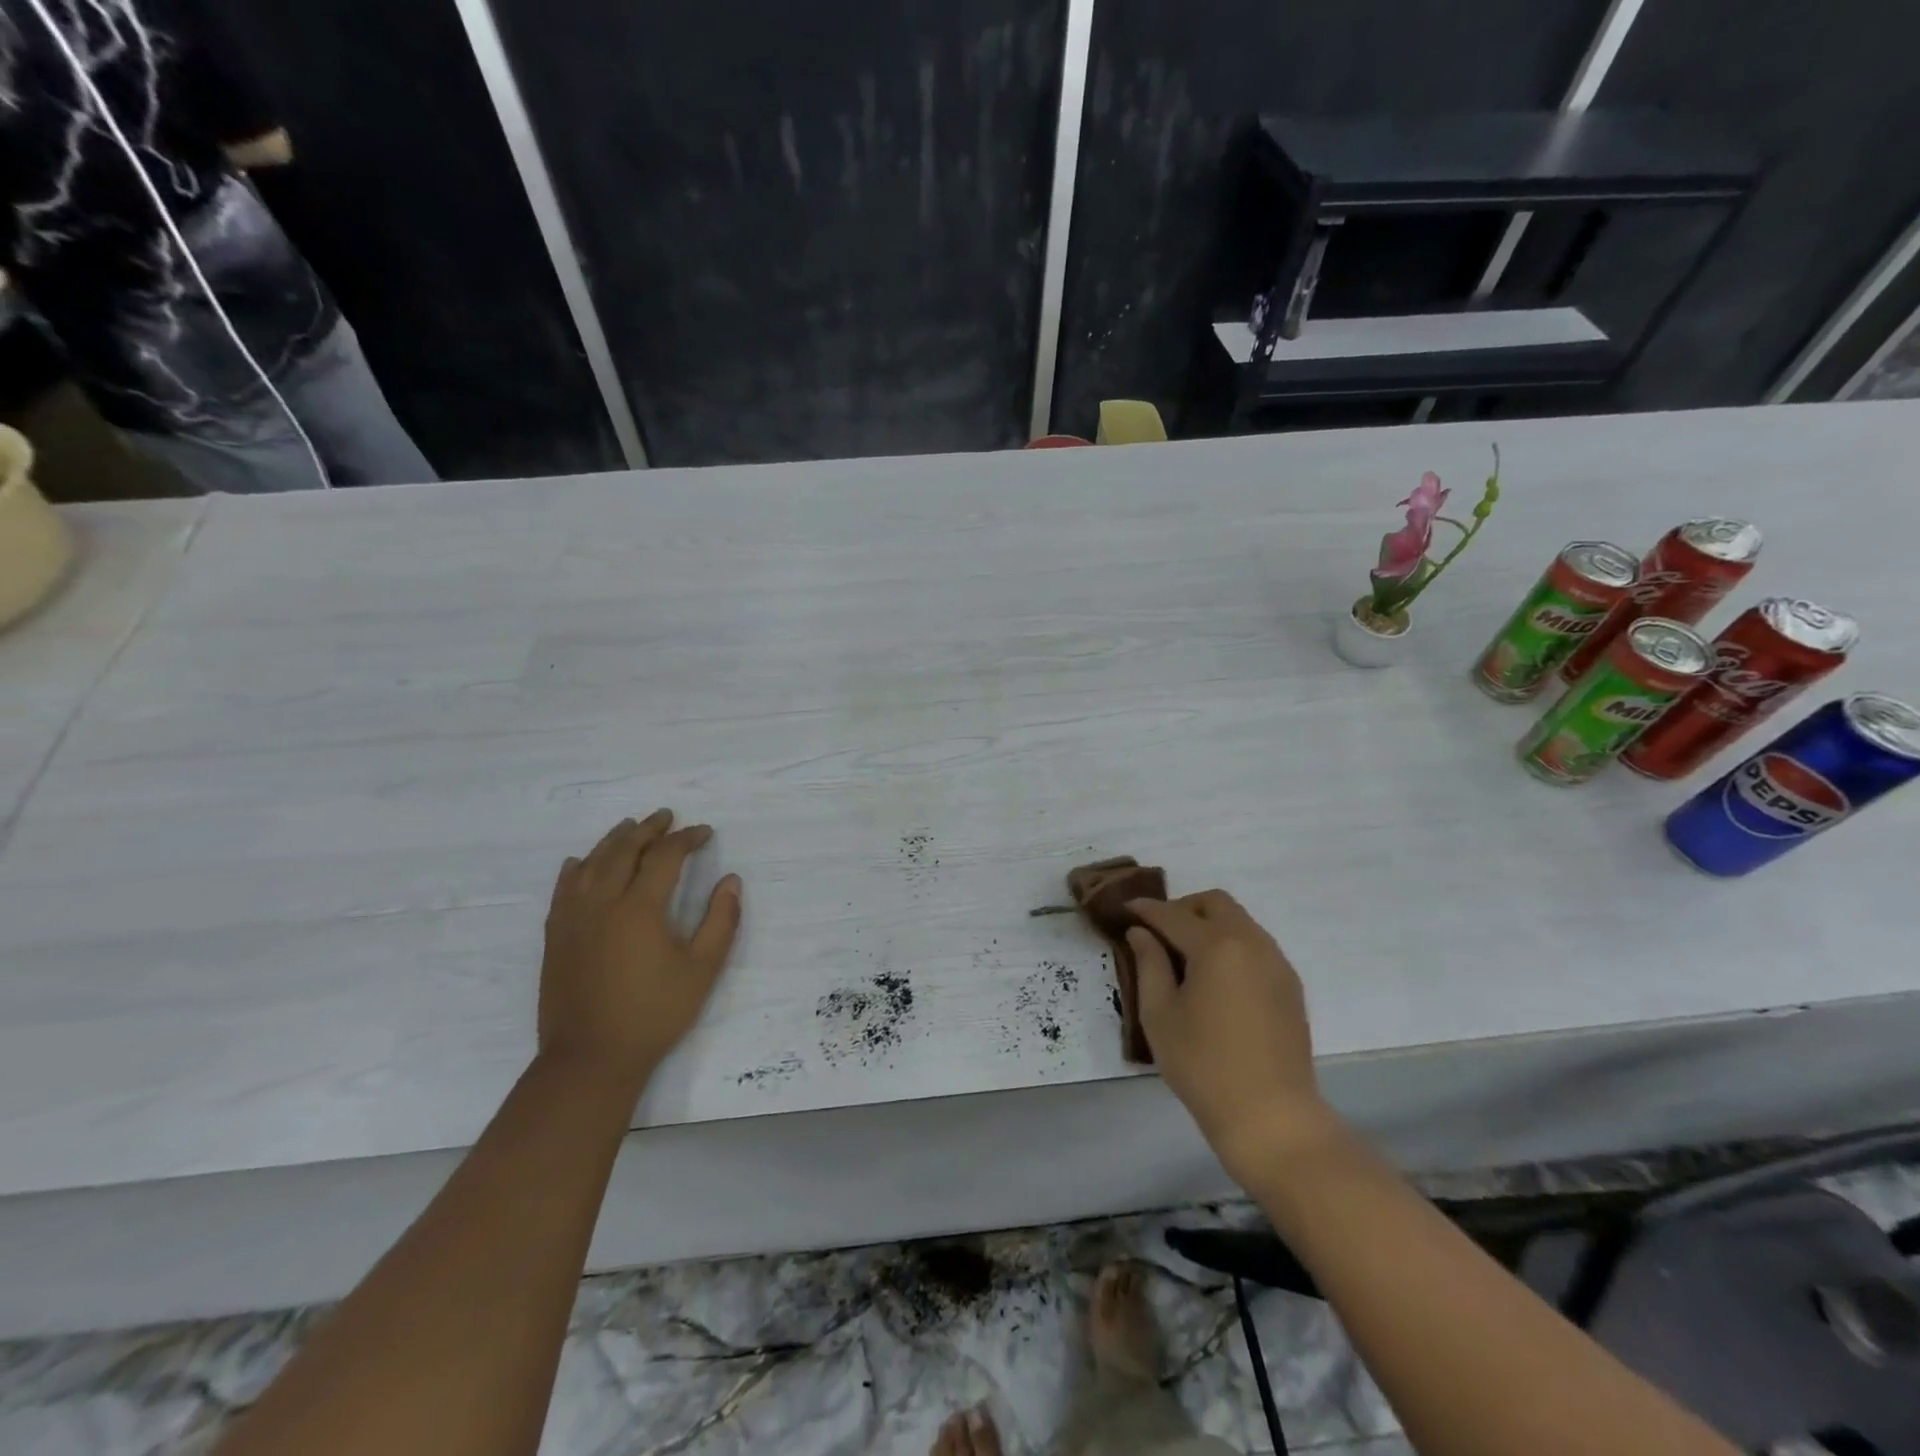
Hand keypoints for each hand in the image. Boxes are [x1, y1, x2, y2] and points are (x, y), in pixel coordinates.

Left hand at [539, 810, 741, 1087]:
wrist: (590, 1059)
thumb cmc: (654, 1013)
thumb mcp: (703, 969)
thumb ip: (721, 921)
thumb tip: (731, 881)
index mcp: (640, 908)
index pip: (665, 856)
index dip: (686, 839)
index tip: (704, 832)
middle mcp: (602, 902)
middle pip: (624, 850)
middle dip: (648, 829)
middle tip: (666, 816)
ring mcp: (573, 919)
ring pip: (590, 864)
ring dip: (612, 840)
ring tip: (629, 826)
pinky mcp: (555, 937)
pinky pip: (562, 889)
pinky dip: (574, 869)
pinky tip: (579, 861)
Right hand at [1127, 891, 1338, 1181]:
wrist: (1271, 1116)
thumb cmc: (1203, 1065)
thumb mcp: (1160, 1014)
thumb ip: (1149, 964)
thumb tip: (1141, 933)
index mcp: (1216, 946)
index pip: (1173, 915)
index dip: (1146, 909)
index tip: (1126, 909)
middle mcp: (1251, 943)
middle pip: (1215, 903)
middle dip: (1183, 909)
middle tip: (1159, 934)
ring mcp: (1276, 963)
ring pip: (1239, 921)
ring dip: (1209, 925)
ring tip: (1185, 958)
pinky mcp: (1290, 985)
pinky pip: (1256, 946)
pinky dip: (1231, 945)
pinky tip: (1215, 979)